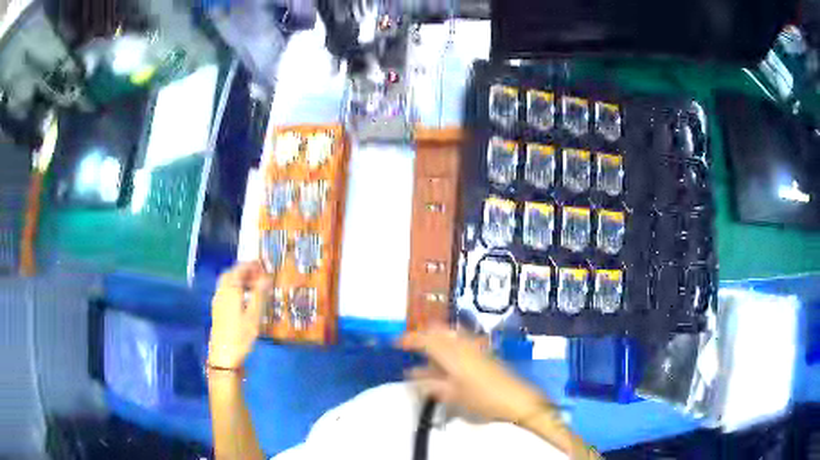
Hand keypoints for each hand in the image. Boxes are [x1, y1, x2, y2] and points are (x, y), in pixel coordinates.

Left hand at [208, 262, 270, 369]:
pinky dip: (235, 287)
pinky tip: (244, 297)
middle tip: (259, 274)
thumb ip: (259, 294)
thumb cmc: (240, 335)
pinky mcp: (218, 309)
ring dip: (239, 278)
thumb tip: (266, 277)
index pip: (240, 269)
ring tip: (254, 285)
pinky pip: (226, 290)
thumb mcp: (254, 315)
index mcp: (230, 289)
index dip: (252, 265)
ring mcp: (218, 300)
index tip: (264, 265)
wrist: (224, 355)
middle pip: (231, 273)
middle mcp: (222, 291)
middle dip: (245, 270)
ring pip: (227, 282)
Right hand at [400, 326, 549, 424]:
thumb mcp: (452, 395)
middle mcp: (463, 344)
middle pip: (438, 330)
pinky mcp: (484, 352)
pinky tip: (446, 361)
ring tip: (426, 356)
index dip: (409, 339)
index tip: (395, 343)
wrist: (516, 399)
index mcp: (452, 354)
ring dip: (436, 340)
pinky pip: (460, 341)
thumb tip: (412, 374)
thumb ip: (430, 384)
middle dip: (423, 335)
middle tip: (411, 347)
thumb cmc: (482, 399)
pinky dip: (448, 345)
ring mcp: (475, 346)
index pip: (425, 339)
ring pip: (449, 334)